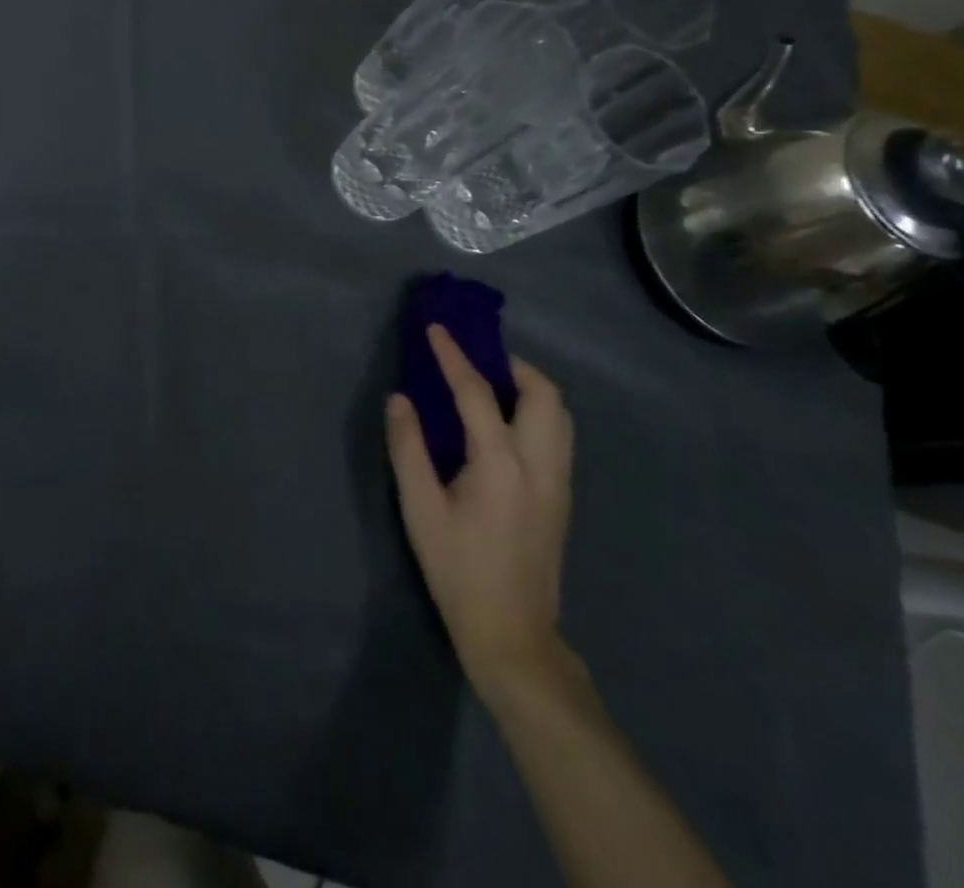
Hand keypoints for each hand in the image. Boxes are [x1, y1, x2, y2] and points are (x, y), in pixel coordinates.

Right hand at [387, 325, 573, 699]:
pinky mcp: (563, 495)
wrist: (513, 634)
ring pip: (560, 413)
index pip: (478, 392)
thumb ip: (408, 447)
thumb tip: (400, 399)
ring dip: (529, 387)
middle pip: (544, 393)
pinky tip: (504, 425)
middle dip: (511, 364)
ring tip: (490, 386)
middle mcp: (541, 464)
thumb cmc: (458, 570)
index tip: (437, 329)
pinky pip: (558, 434)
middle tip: (474, 361)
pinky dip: (536, 411)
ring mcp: (559, 481)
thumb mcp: (420, 509)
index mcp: (501, 464)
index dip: (454, 356)